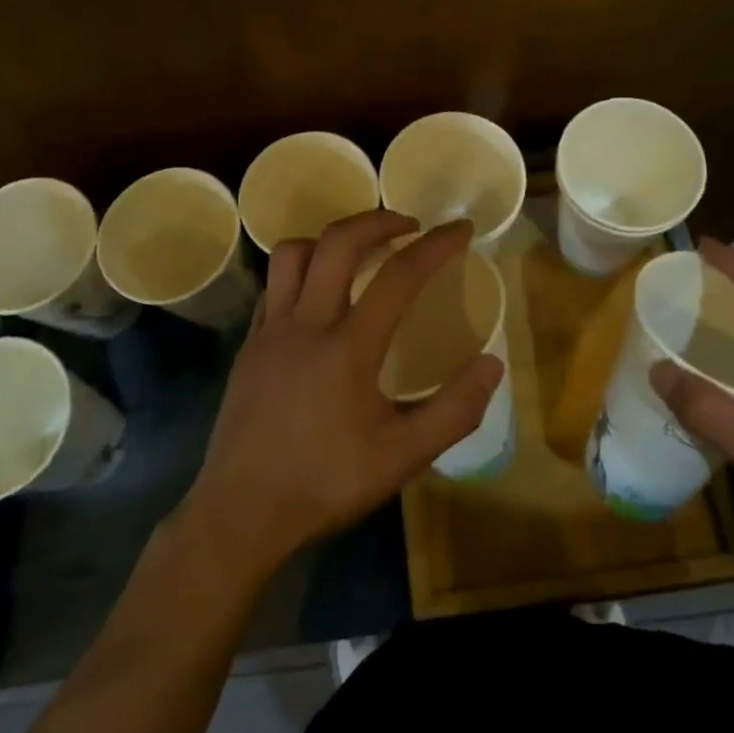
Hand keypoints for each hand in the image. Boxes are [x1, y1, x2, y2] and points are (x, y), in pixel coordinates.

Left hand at [181, 211, 502, 576]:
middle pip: (338, 242)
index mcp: (349, 347)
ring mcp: (270, 330)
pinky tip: (317, 293)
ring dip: (330, 238)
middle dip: (378, 220)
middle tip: (409, 225)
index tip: (461, 229)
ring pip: (293, 253)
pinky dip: (301, 270)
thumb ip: (454, 410)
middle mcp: (306, 323)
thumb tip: (492, 364)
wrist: (241, 512)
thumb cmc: (325, 483)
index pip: (399, 276)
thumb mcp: (403, 457)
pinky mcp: (249, 344)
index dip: (436, 246)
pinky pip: (273, 285)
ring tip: (358, 249)